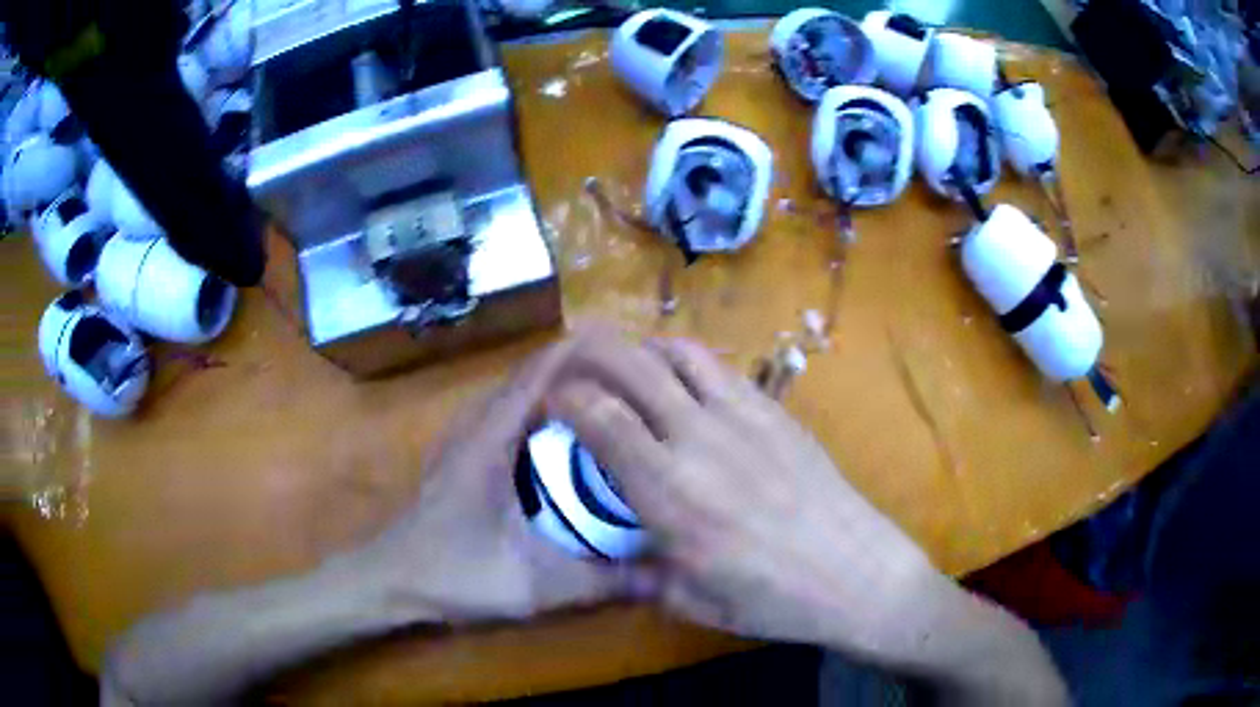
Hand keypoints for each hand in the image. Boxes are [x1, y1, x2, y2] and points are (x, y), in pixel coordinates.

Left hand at [360, 335, 642, 621]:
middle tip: (633, 376)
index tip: (632, 351)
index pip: (539, 374)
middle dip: (581, 366)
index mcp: (491, 441)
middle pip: (531, 374)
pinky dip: (538, 407)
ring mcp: (463, 437)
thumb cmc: (453, 575)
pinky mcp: (460, 454)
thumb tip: (666, 574)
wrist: (390, 581)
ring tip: (606, 395)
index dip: (584, 353)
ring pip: (515, 392)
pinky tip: (563, 434)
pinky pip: (504, 413)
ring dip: (558, 384)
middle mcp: (476, 426)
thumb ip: (599, 582)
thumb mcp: (533, 585)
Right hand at [545, 334, 1066, 704]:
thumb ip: (640, 572)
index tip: (551, 401)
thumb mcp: (692, 601)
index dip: (565, 398)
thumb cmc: (772, 599)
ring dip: (642, 351)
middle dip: (591, 354)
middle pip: (631, 367)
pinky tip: (683, 382)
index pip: (599, 419)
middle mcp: (698, 439)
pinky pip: (721, 367)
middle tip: (573, 363)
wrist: (858, 573)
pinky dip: (687, 361)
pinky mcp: (775, 411)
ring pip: (677, 354)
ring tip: (627, 369)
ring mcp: (742, 416)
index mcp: (669, 493)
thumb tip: (612, 556)